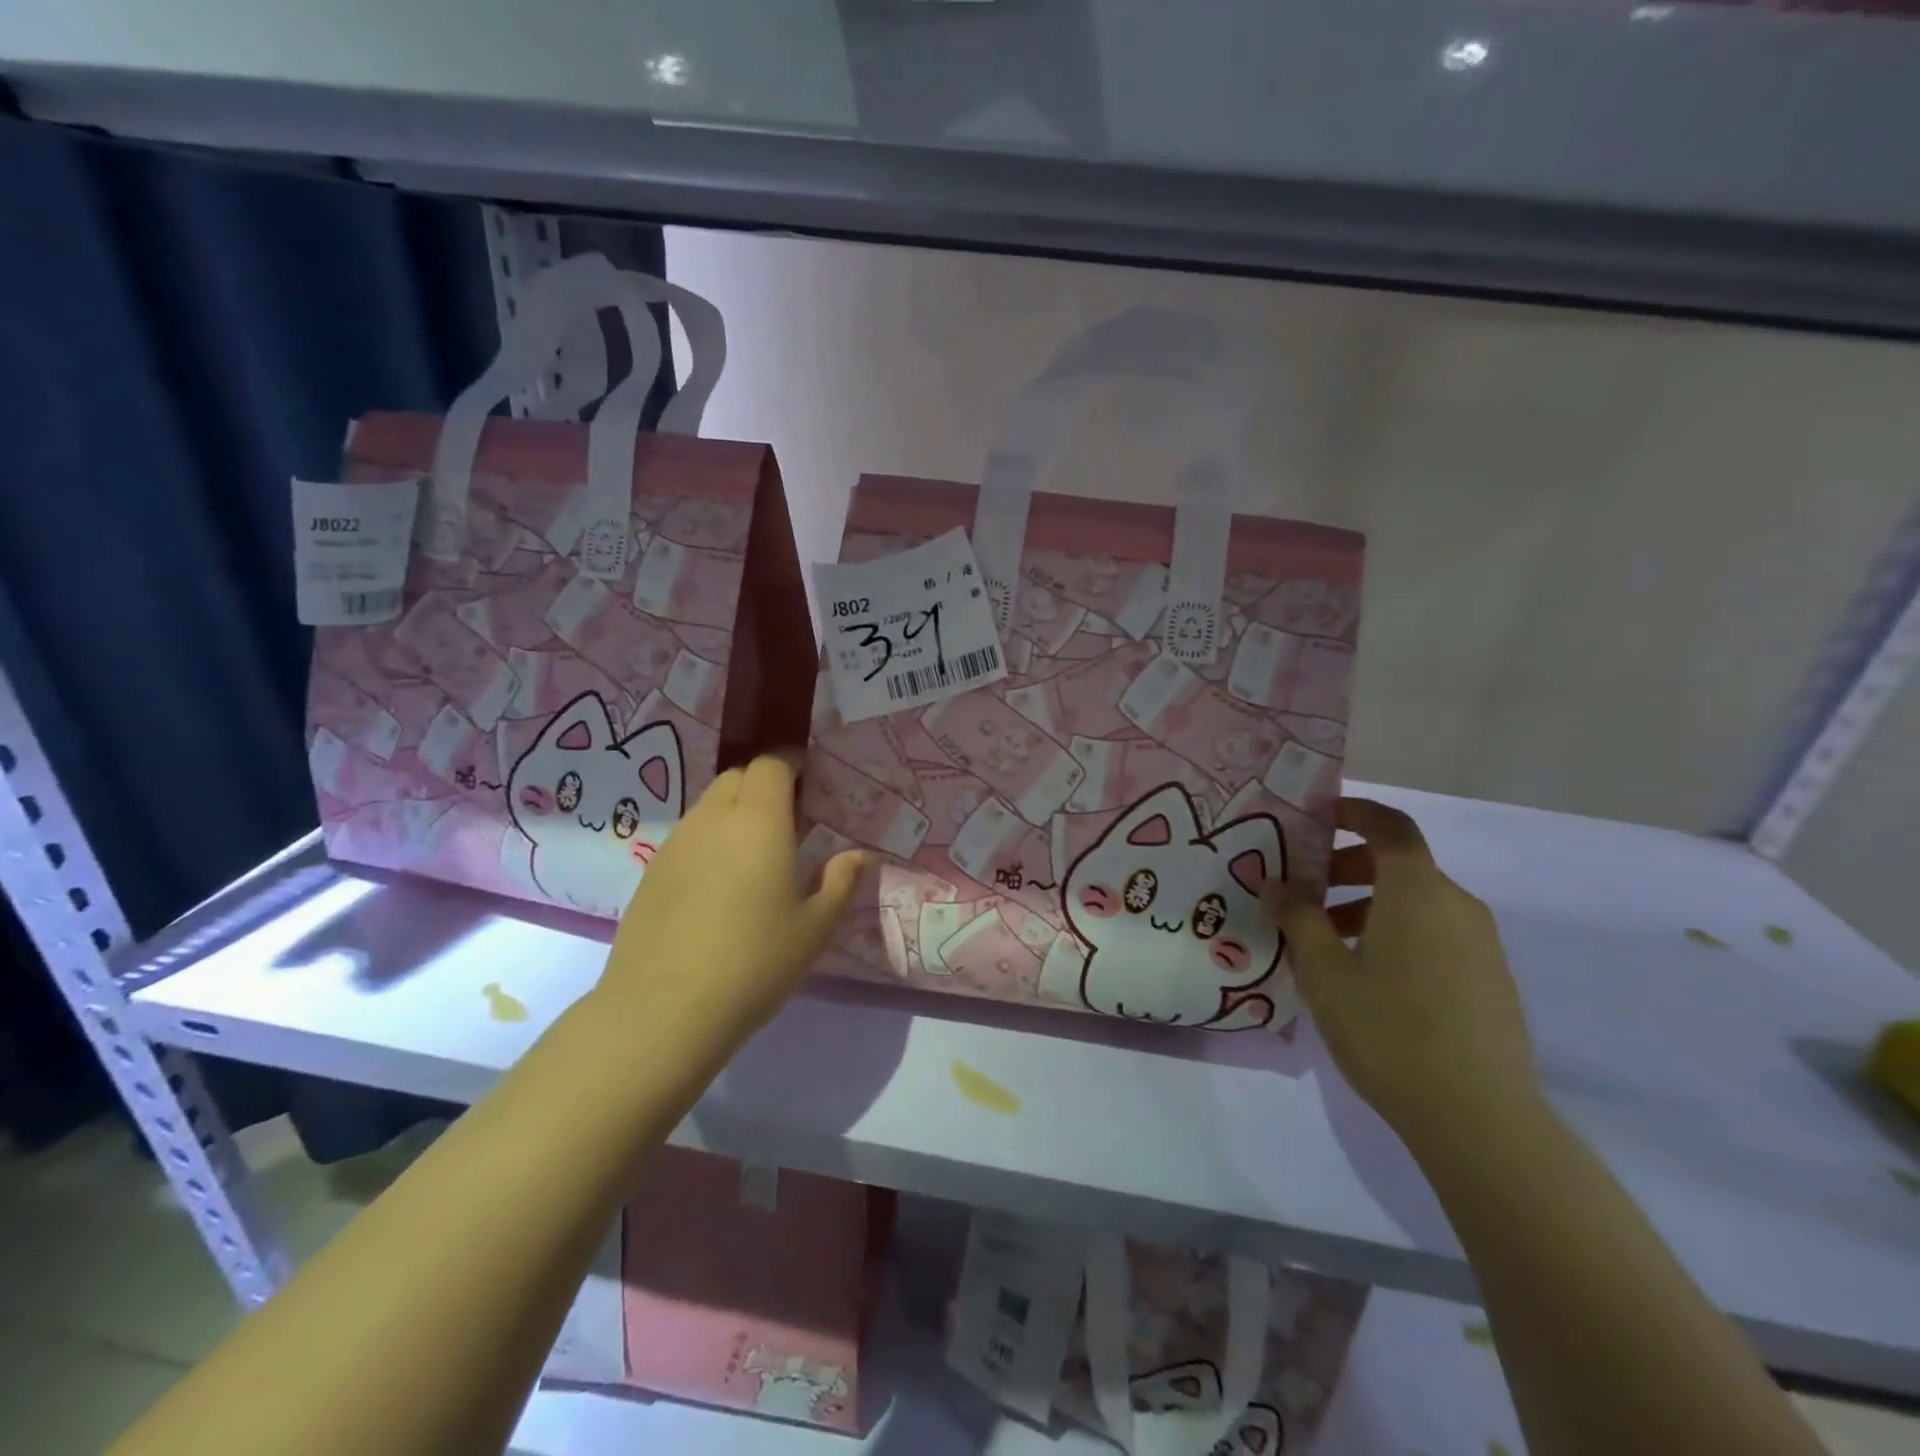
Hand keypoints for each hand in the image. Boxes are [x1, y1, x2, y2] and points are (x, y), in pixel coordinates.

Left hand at [601, 752, 867, 1043]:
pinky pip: (688, 836)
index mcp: (758, 821)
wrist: (664, 1011)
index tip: (809, 779)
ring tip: (755, 854)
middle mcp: (712, 819)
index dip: (790, 762)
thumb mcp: (815, 927)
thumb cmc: (755, 963)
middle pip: (737, 777)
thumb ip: (841, 882)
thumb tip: (860, 855)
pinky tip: (719, 885)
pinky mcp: (651, 873)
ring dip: (735, 812)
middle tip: (788, 820)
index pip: (771, 764)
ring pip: (708, 805)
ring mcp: (675, 844)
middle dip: (764, 784)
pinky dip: (710, 841)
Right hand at [1270, 798, 1540, 1156]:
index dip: (1354, 812)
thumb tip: (1277, 883)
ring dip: (1368, 904)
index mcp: (1417, 891)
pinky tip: (1367, 978)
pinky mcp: (1490, 980)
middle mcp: (1456, 905)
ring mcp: (1480, 945)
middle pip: (1400, 864)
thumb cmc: (1389, 1030)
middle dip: (1347, 866)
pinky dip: (1396, 932)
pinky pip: (1435, 933)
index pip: (1390, 826)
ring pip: (1416, 902)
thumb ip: (1298, 917)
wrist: (1479, 1119)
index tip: (1315, 819)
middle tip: (1305, 893)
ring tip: (1326, 943)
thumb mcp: (1324, 971)